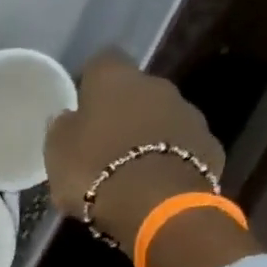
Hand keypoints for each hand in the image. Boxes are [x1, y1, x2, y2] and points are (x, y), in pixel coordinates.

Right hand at [44, 51, 227, 245]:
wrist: (156, 204)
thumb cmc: (95, 171)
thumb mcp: (57, 153)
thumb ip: (62, 129)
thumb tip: (67, 118)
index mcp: (115, 79)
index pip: (102, 61)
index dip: (90, 82)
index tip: (81, 107)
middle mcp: (156, 85)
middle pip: (136, 91)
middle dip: (123, 112)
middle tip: (104, 146)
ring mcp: (188, 114)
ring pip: (162, 118)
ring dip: (148, 136)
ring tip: (130, 171)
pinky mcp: (209, 146)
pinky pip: (183, 148)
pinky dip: (170, 160)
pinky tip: (155, 185)